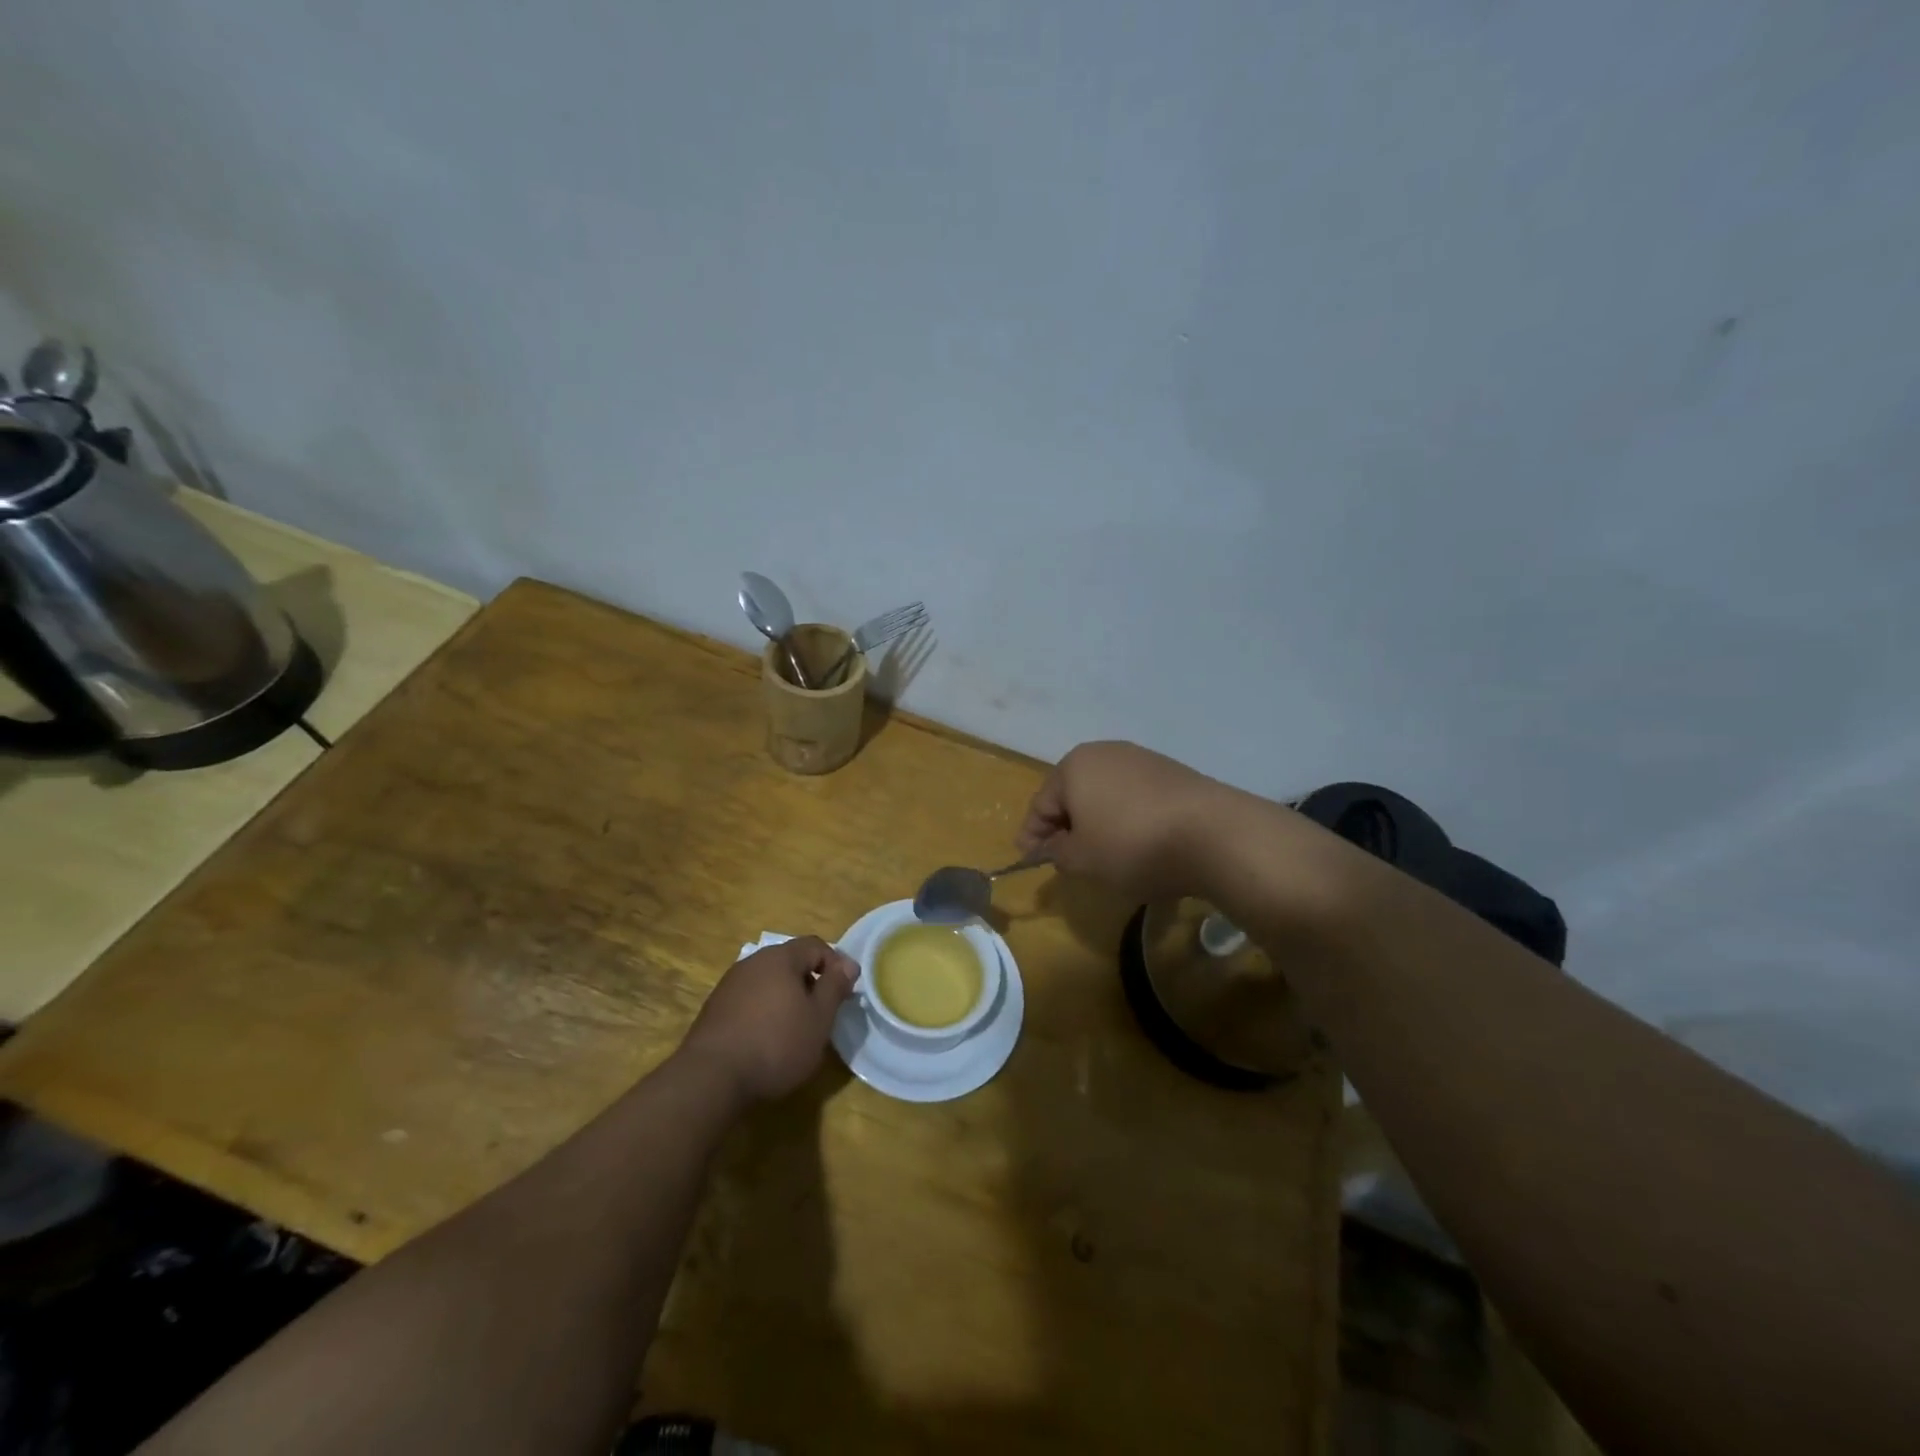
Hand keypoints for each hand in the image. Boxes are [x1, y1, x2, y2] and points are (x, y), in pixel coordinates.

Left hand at [678, 937, 857, 1103]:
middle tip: (822, 1012)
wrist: (711, 1078)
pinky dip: (763, 1011)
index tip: (845, 992)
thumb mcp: (819, 1018)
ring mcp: (729, 984)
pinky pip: (749, 999)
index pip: (815, 945)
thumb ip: (835, 987)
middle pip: (790, 961)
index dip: (835, 964)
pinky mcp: (714, 1009)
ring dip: (785, 997)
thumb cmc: (776, 1044)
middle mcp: (753, 962)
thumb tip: (848, 964)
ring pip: (768, 981)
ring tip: (795, 1028)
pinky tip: (766, 1039)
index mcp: (780, 958)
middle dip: (810, 981)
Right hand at [1017, 741, 1233, 901]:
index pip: (1041, 804)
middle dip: (1065, 825)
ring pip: (1105, 794)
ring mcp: (1143, 759)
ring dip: (1097, 822)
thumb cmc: (1132, 845)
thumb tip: (1053, 846)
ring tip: (1101, 853)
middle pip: (1073, 794)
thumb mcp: (1081, 860)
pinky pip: (1135, 797)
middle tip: (1063, 858)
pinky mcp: (1173, 773)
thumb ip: (1056, 853)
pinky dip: (1127, 818)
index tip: (1028, 860)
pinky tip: (1136, 842)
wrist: (1214, 834)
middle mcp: (1106, 752)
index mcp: (1074, 766)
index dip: (1031, 835)